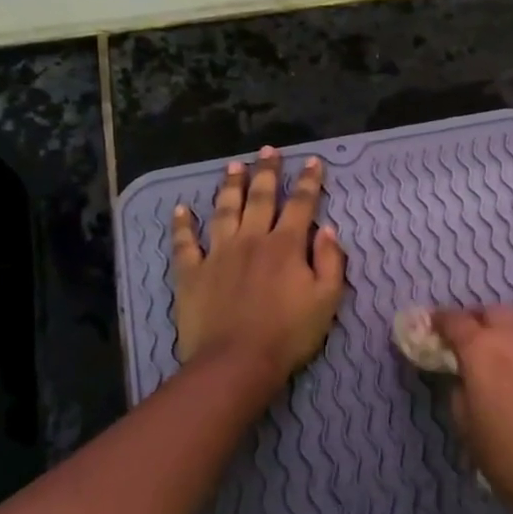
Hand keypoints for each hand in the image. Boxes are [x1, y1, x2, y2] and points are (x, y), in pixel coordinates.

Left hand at [172, 147, 346, 380]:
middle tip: (268, 150)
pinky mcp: (192, 272)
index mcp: (286, 246)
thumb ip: (331, 262)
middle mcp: (252, 240)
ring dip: (229, 186)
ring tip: (232, 166)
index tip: (312, 161)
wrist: (236, 362)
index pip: (300, 204)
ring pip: (224, 210)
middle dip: (266, 172)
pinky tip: (181, 210)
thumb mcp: (327, 301)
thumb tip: (327, 229)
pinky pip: (186, 243)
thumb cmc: (289, 334)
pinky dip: (183, 225)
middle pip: (260, 198)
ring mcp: (218, 253)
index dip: (308, 181)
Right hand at [430, 307, 512, 513]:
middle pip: (494, 312)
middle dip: (479, 322)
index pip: (454, 320)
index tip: (434, 327)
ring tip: (511, 360)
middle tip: (473, 343)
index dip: (441, 321)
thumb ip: (459, 394)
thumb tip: (464, 378)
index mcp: (483, 350)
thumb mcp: (468, 432)